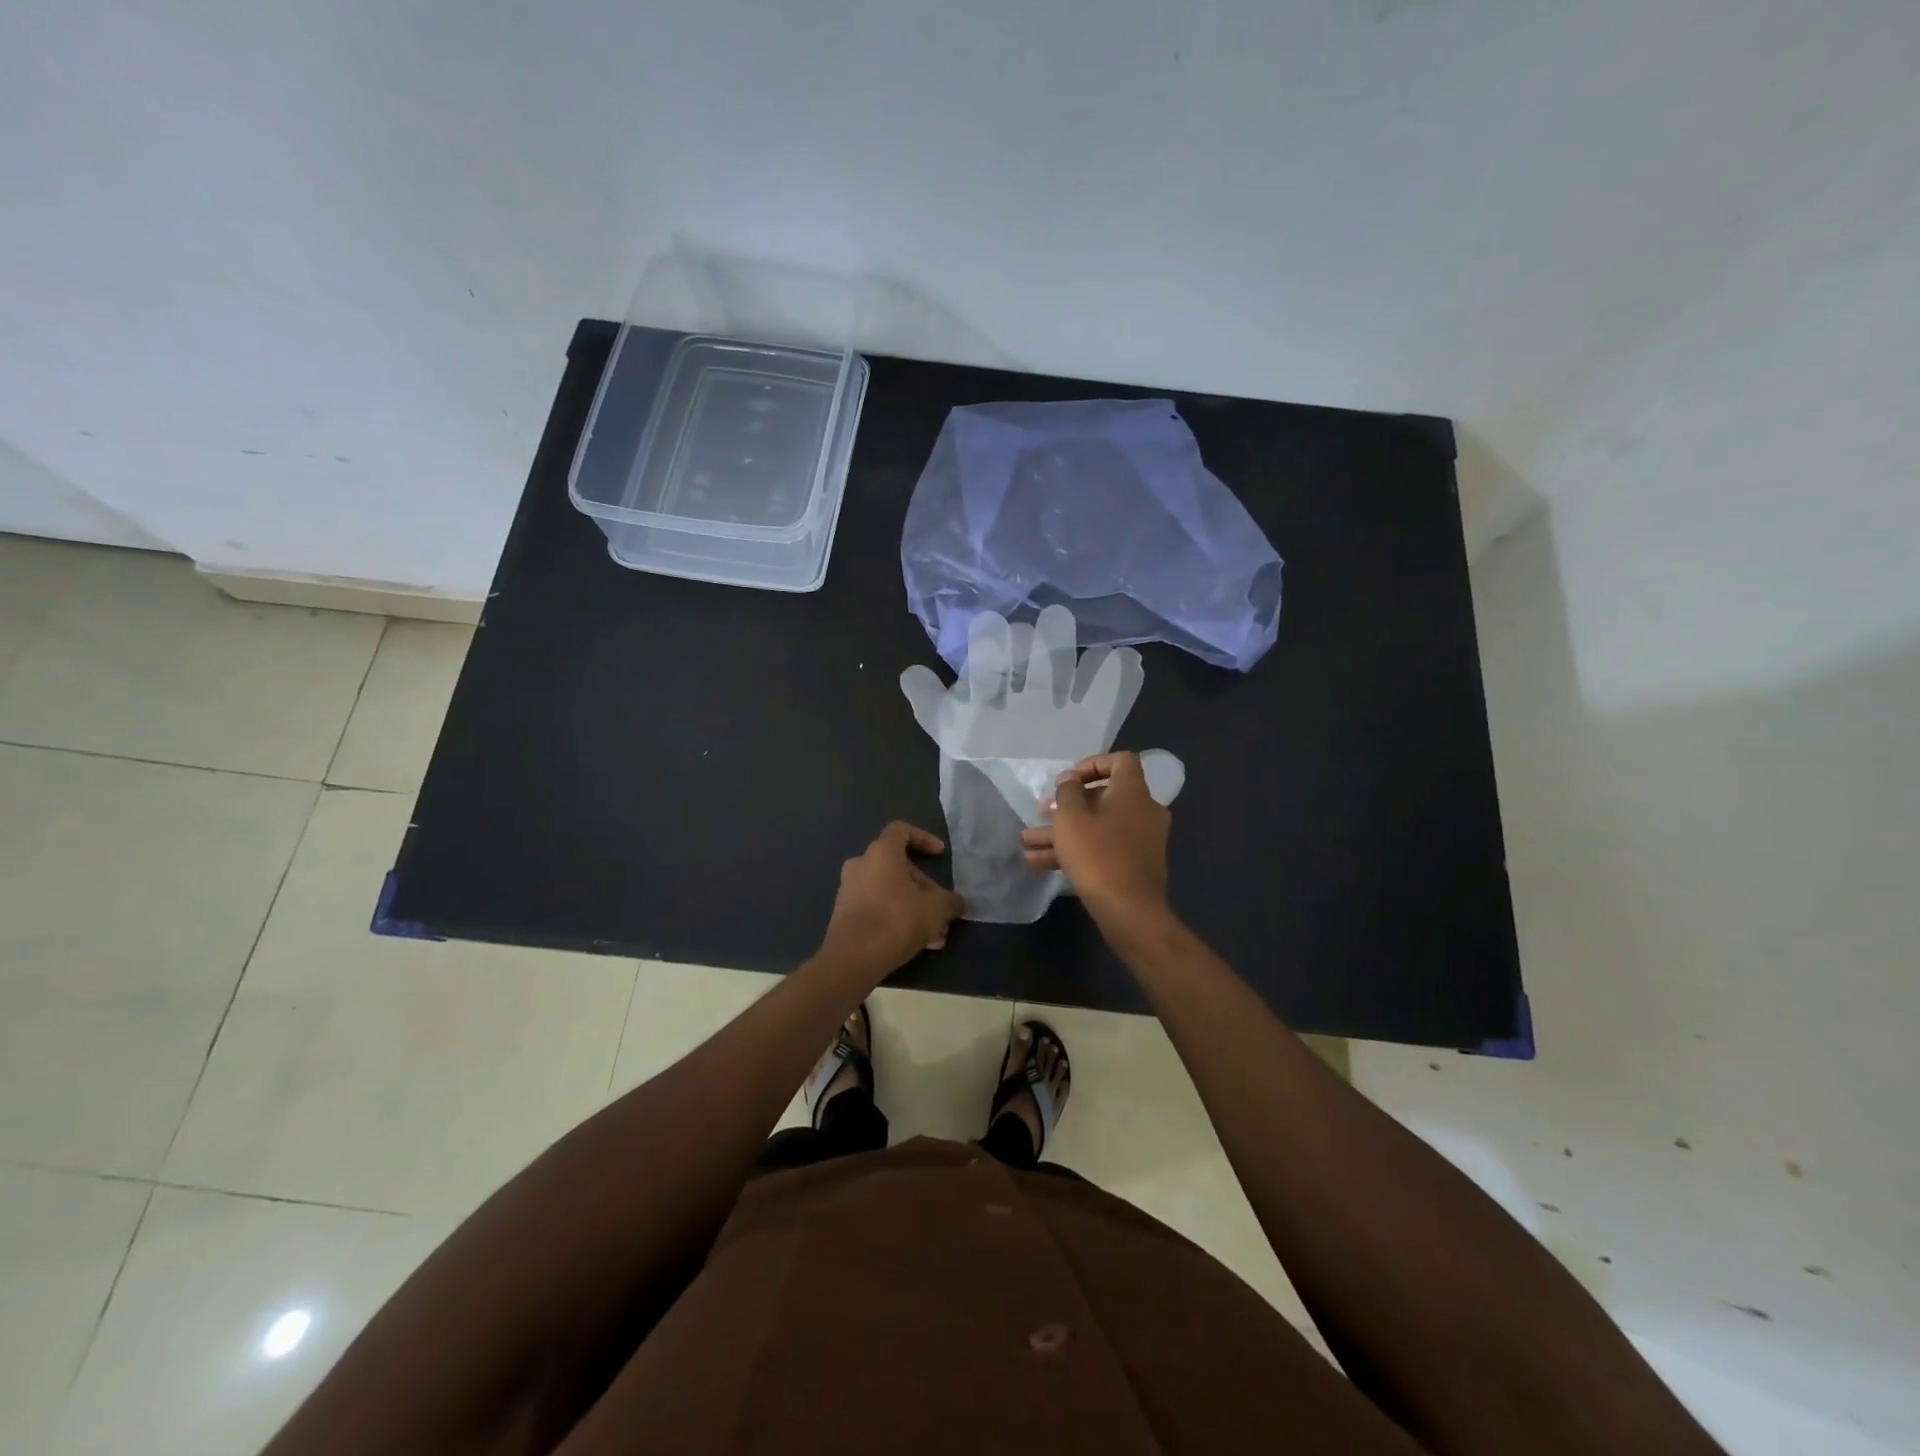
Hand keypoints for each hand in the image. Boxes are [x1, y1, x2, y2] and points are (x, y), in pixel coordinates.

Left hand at [821, 822, 965, 977]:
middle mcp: (861, 865)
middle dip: (924, 887)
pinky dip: (898, 919)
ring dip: (915, 908)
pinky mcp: (845, 915)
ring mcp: (849, 890)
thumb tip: (958, 903)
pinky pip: (878, 908)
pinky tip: (919, 944)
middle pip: (899, 867)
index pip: (901, 830)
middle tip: (942, 908)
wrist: (853, 958)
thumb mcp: (936, 909)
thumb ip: (951, 902)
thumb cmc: (897, 919)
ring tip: (937, 934)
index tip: (940, 854)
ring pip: (890, 892)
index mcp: (881, 853)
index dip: (924, 838)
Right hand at [1021, 752, 1170, 923]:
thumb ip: (1067, 792)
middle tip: (1041, 811)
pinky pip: (1103, 848)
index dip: (1092, 764)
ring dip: (1063, 832)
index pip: (1120, 761)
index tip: (1068, 780)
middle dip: (1067, 805)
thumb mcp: (1071, 818)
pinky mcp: (1134, 865)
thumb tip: (1071, 780)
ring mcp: (1141, 840)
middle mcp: (1143, 811)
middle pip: (1103, 797)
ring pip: (1097, 826)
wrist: (1130, 911)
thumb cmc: (1098, 855)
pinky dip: (1076, 851)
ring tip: (1027, 841)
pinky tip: (1039, 863)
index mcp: (1133, 792)